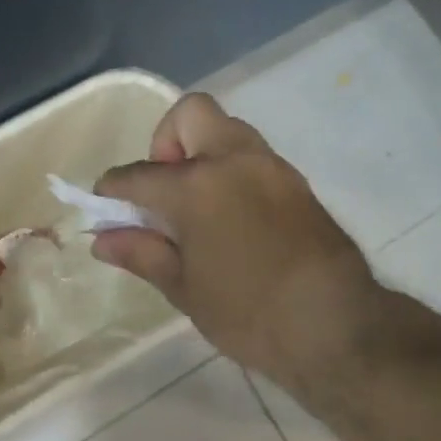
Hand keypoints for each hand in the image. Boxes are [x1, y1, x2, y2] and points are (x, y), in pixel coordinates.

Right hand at [91, 93, 401, 392]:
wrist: (337, 326)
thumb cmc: (250, 313)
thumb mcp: (185, 289)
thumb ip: (142, 252)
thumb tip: (102, 239)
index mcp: (196, 185)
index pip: (139, 174)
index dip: (114, 188)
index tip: (106, 204)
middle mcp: (232, 159)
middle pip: (190, 114)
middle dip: (167, 140)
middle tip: (166, 188)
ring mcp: (269, 165)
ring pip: (226, 128)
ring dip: (203, 151)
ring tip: (198, 203)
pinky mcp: (295, 180)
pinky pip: (252, 154)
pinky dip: (232, 168)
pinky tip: (233, 215)